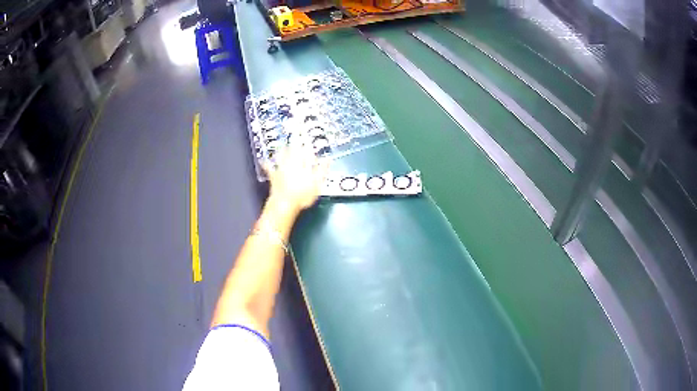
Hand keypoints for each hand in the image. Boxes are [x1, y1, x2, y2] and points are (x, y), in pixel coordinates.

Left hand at [263, 146, 327, 214]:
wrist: (284, 205)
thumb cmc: (301, 195)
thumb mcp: (317, 184)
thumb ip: (322, 170)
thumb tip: (327, 160)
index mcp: (302, 164)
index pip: (306, 152)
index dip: (308, 146)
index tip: (309, 141)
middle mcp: (290, 165)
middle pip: (292, 150)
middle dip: (294, 143)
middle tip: (295, 136)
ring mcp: (280, 170)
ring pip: (281, 156)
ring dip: (282, 149)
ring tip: (282, 143)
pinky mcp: (273, 178)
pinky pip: (268, 168)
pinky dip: (266, 164)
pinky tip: (264, 160)